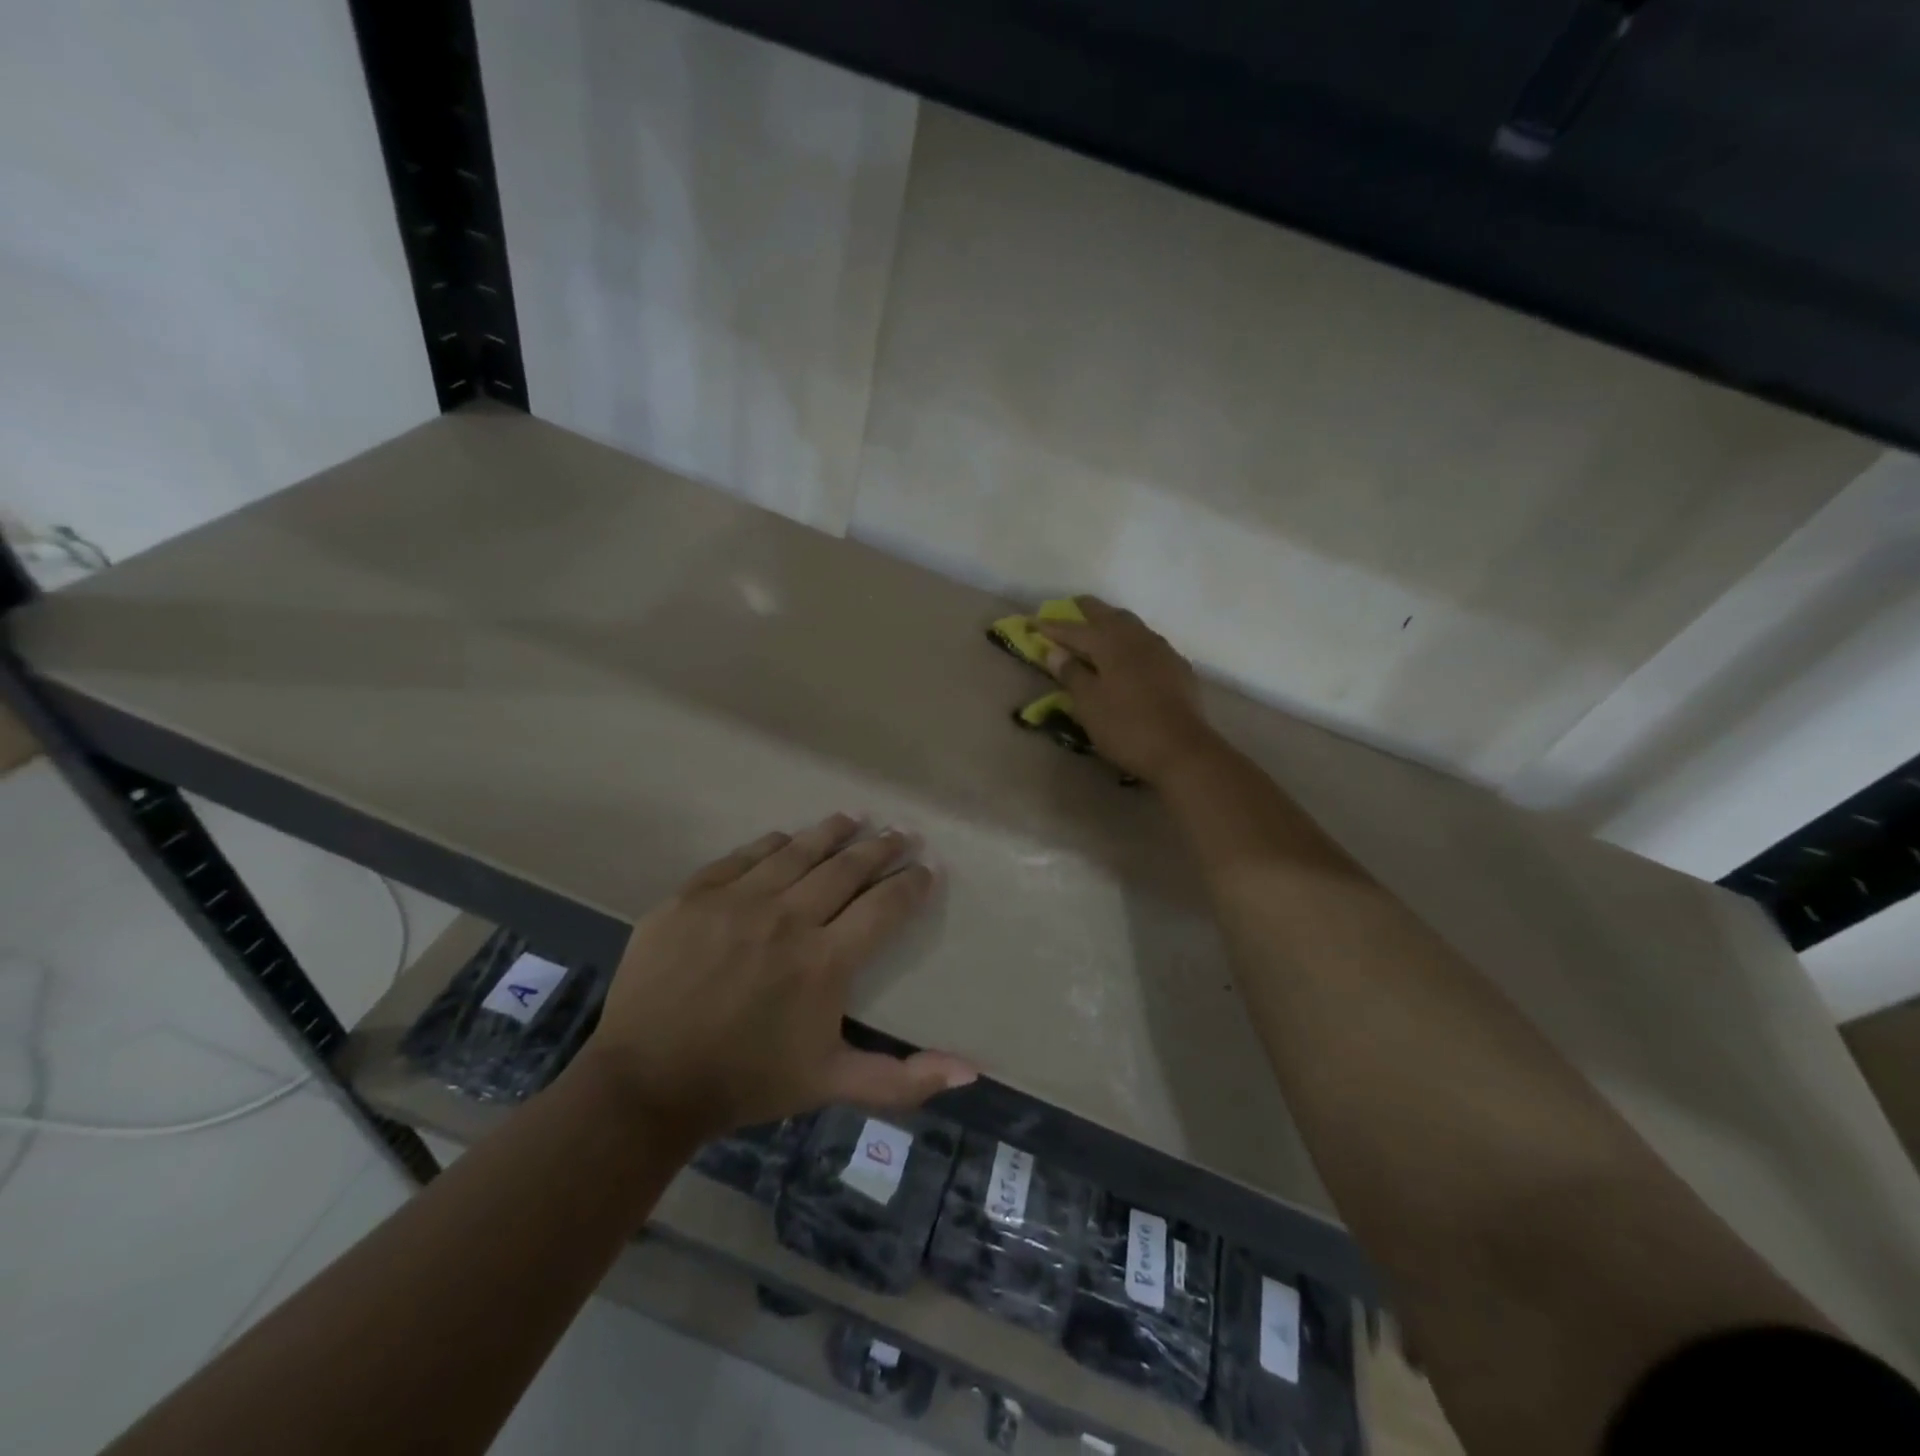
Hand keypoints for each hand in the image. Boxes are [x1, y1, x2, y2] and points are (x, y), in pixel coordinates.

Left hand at [578, 814, 974, 1137]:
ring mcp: (737, 901)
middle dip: (881, 847)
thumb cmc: (746, 1082)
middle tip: (901, 832)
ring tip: (854, 817)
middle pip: (846, 868)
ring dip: (832, 832)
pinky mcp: (695, 894)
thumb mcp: (830, 1083)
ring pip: (798, 851)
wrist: (645, 1083)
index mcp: (825, 961)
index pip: (884, 906)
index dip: (911, 884)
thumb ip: (903, 1080)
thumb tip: (971, 1072)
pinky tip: (786, 837)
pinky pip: (744, 856)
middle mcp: (788, 918)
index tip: (928, 867)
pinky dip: (772, 843)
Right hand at [1037, 597, 1215, 781]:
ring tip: (1098, 627)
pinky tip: (1130, 653)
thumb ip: (1072, 673)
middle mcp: (1137, 637)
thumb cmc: (1126, 727)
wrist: (1183, 750)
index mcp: (1110, 643)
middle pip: (1107, 615)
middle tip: (1069, 608)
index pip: (1074, 629)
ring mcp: (1161, 650)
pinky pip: (1148, 643)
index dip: (1052, 627)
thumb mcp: (1089, 704)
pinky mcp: (1177, 667)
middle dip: (1085, 611)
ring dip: (1111, 622)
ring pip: (1131, 625)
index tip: (1033, 623)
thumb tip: (1055, 651)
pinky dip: (1131, 640)